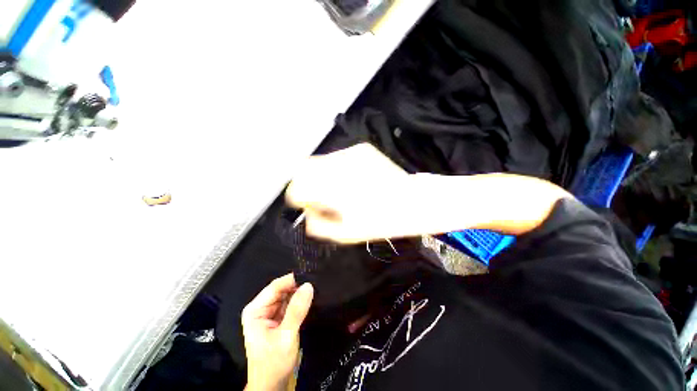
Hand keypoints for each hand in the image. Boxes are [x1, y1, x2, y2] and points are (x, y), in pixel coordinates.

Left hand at [242, 274, 313, 390]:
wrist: (272, 385)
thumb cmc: (273, 363)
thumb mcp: (286, 337)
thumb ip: (296, 310)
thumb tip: (309, 285)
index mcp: (255, 309)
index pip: (276, 286)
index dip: (293, 279)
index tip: (311, 275)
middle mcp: (262, 307)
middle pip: (282, 289)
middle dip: (298, 286)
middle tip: (317, 281)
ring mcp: (270, 312)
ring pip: (288, 295)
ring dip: (300, 292)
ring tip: (317, 287)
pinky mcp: (279, 317)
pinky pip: (291, 303)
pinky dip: (300, 301)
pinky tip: (311, 297)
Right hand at [286, 143, 412, 242]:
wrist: (412, 201)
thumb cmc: (380, 221)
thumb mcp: (345, 234)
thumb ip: (318, 225)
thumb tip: (307, 214)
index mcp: (332, 189)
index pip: (297, 187)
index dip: (297, 197)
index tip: (305, 204)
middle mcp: (337, 166)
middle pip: (303, 168)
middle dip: (305, 182)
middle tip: (317, 195)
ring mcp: (350, 154)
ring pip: (320, 161)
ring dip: (321, 175)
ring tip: (336, 187)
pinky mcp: (361, 149)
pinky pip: (338, 157)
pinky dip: (336, 168)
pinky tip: (351, 179)